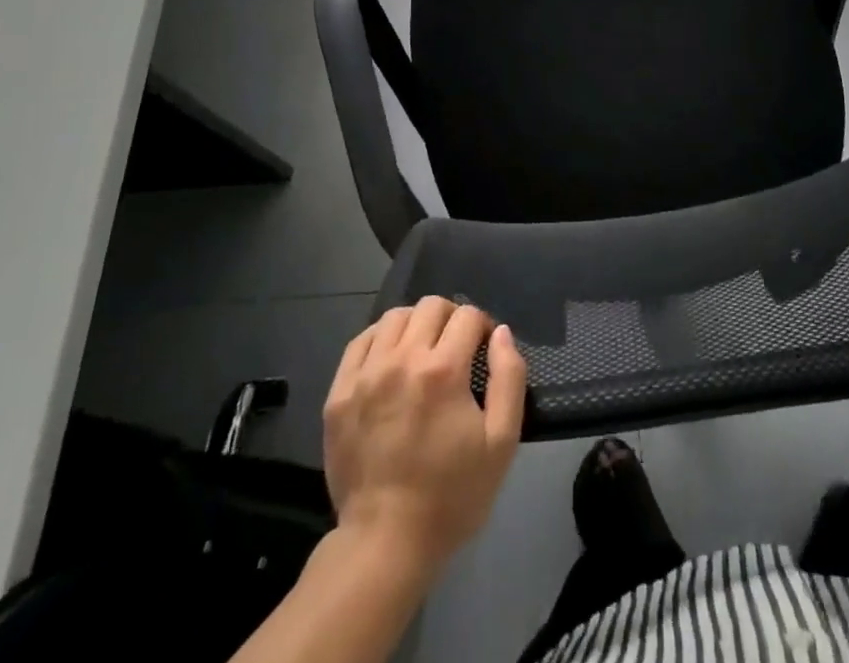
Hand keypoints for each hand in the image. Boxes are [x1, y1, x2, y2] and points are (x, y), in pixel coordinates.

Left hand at [322, 297, 526, 577]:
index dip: (483, 327)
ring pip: (394, 317)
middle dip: (451, 318)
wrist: (385, 543)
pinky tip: (390, 359)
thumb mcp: (501, 442)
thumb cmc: (451, 495)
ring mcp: (366, 374)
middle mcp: (402, 359)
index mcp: (443, 370)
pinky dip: (380, 339)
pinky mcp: (339, 392)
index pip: (468, 316)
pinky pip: (360, 341)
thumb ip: (509, 378)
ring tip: (422, 351)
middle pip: (431, 305)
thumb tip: (501, 333)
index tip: (484, 352)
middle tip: (456, 348)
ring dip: (416, 324)